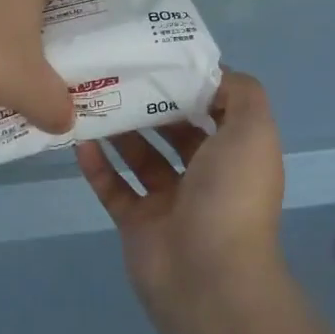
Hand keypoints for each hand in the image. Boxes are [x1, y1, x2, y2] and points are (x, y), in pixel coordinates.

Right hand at [76, 70, 285, 299]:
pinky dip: (98, 166)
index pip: (214, 111)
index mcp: (236, 155)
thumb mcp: (254, 131)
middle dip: (150, 105)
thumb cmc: (231, 194)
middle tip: (117, 75)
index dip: (191, 85)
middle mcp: (206, 177)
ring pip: (141, 158)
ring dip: (120, 131)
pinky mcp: (137, 223)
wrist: (207, 275)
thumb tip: (215, 73)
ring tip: (93, 100)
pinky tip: (80, 141)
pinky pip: (114, 188)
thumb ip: (242, 94)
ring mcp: (169, 202)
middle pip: (174, 132)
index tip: (159, 58)